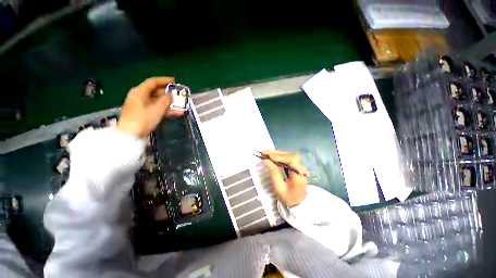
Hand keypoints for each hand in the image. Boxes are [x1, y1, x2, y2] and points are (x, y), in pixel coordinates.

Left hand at [117, 77, 182, 137]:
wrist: (131, 135)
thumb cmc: (143, 119)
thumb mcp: (157, 108)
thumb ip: (166, 100)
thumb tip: (171, 95)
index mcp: (140, 92)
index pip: (153, 82)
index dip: (164, 80)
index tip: (174, 81)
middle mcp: (139, 96)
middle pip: (156, 91)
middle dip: (169, 93)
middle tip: (179, 94)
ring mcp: (141, 106)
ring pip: (158, 101)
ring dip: (169, 103)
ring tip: (181, 105)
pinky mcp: (144, 114)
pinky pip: (156, 109)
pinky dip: (166, 110)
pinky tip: (177, 113)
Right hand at [262, 150, 307, 206]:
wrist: (298, 202)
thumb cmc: (288, 197)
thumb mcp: (279, 187)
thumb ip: (273, 172)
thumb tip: (266, 160)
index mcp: (299, 175)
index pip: (292, 160)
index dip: (280, 157)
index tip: (269, 156)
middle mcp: (301, 168)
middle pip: (290, 155)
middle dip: (276, 153)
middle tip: (264, 152)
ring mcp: (300, 166)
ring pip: (288, 155)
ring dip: (277, 153)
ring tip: (266, 153)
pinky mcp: (296, 165)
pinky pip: (288, 158)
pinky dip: (279, 156)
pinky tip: (272, 156)